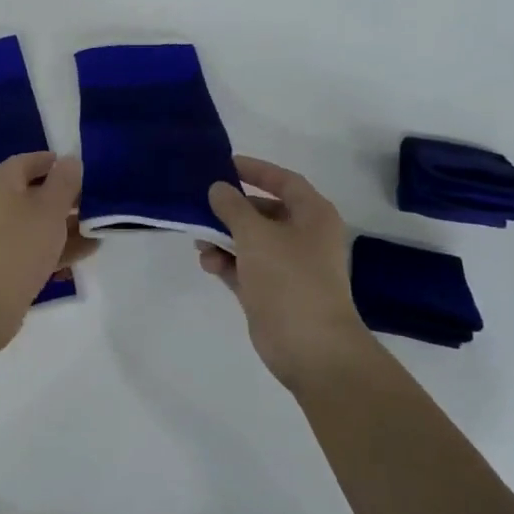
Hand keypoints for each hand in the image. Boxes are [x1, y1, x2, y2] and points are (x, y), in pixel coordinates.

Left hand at [0, 152, 95, 351]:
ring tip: (102, 228)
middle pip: (38, 192)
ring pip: (41, 222)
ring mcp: (2, 234)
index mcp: (3, 181)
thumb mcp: (50, 206)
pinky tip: (88, 251)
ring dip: (69, 224)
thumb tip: (69, 161)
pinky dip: (60, 247)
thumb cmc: (20, 243)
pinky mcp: (8, 262)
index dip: (60, 164)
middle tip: (101, 203)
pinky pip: (38, 247)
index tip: (89, 173)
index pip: (33, 161)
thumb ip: (64, 181)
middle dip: (69, 197)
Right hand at [203, 156, 376, 390]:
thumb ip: (232, 207)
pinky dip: (227, 262)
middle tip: (202, 202)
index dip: (256, 170)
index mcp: (313, 216)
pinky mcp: (272, 292)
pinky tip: (207, 262)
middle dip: (232, 208)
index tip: (225, 164)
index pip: (284, 181)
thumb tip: (218, 188)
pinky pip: (245, 267)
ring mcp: (288, 267)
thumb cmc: (289, 279)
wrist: (310, 348)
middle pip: (264, 211)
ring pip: (251, 241)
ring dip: (224, 237)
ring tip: (200, 238)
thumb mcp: (256, 234)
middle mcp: (304, 237)